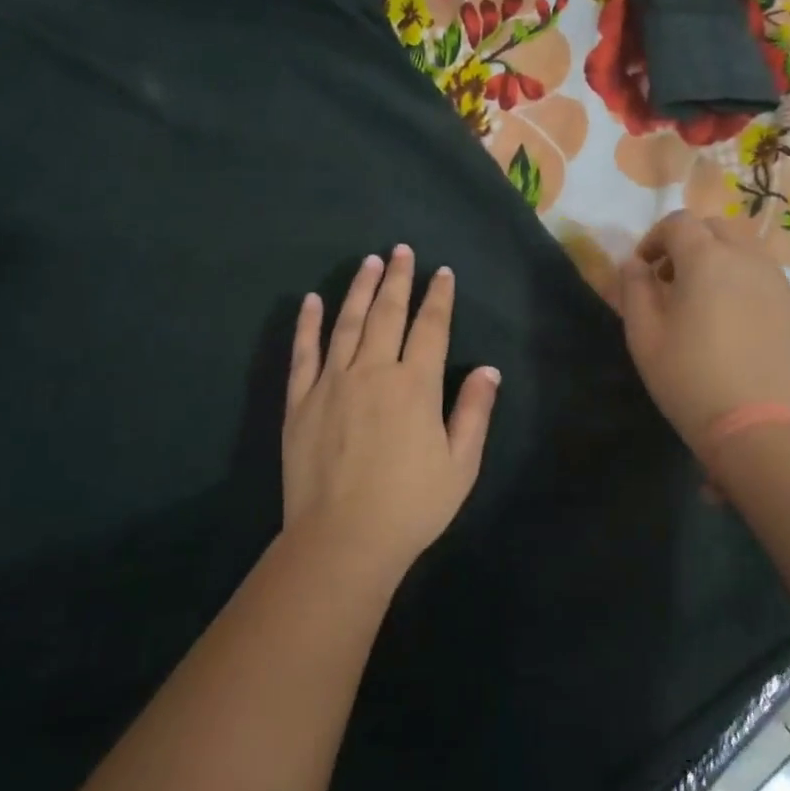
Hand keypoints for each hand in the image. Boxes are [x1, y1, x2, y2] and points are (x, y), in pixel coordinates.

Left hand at [282, 246, 500, 581]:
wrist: (342, 540)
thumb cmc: (411, 505)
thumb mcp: (460, 464)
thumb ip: (474, 412)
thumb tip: (488, 370)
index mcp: (415, 385)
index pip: (431, 327)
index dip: (439, 297)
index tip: (442, 273)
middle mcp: (373, 371)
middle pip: (388, 313)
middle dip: (398, 278)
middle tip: (401, 250)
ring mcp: (332, 382)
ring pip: (347, 323)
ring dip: (359, 289)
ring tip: (369, 262)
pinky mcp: (301, 401)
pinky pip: (304, 353)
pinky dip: (308, 324)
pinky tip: (311, 301)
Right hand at [618, 211, 789, 458]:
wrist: (762, 429)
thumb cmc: (690, 380)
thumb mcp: (644, 337)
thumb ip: (634, 290)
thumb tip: (634, 264)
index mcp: (707, 259)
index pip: (679, 222)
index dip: (656, 238)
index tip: (645, 269)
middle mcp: (748, 260)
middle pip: (717, 229)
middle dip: (691, 245)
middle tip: (673, 282)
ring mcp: (780, 284)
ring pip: (747, 253)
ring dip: (721, 264)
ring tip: (707, 304)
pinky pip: (768, 282)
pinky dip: (746, 288)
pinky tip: (738, 329)